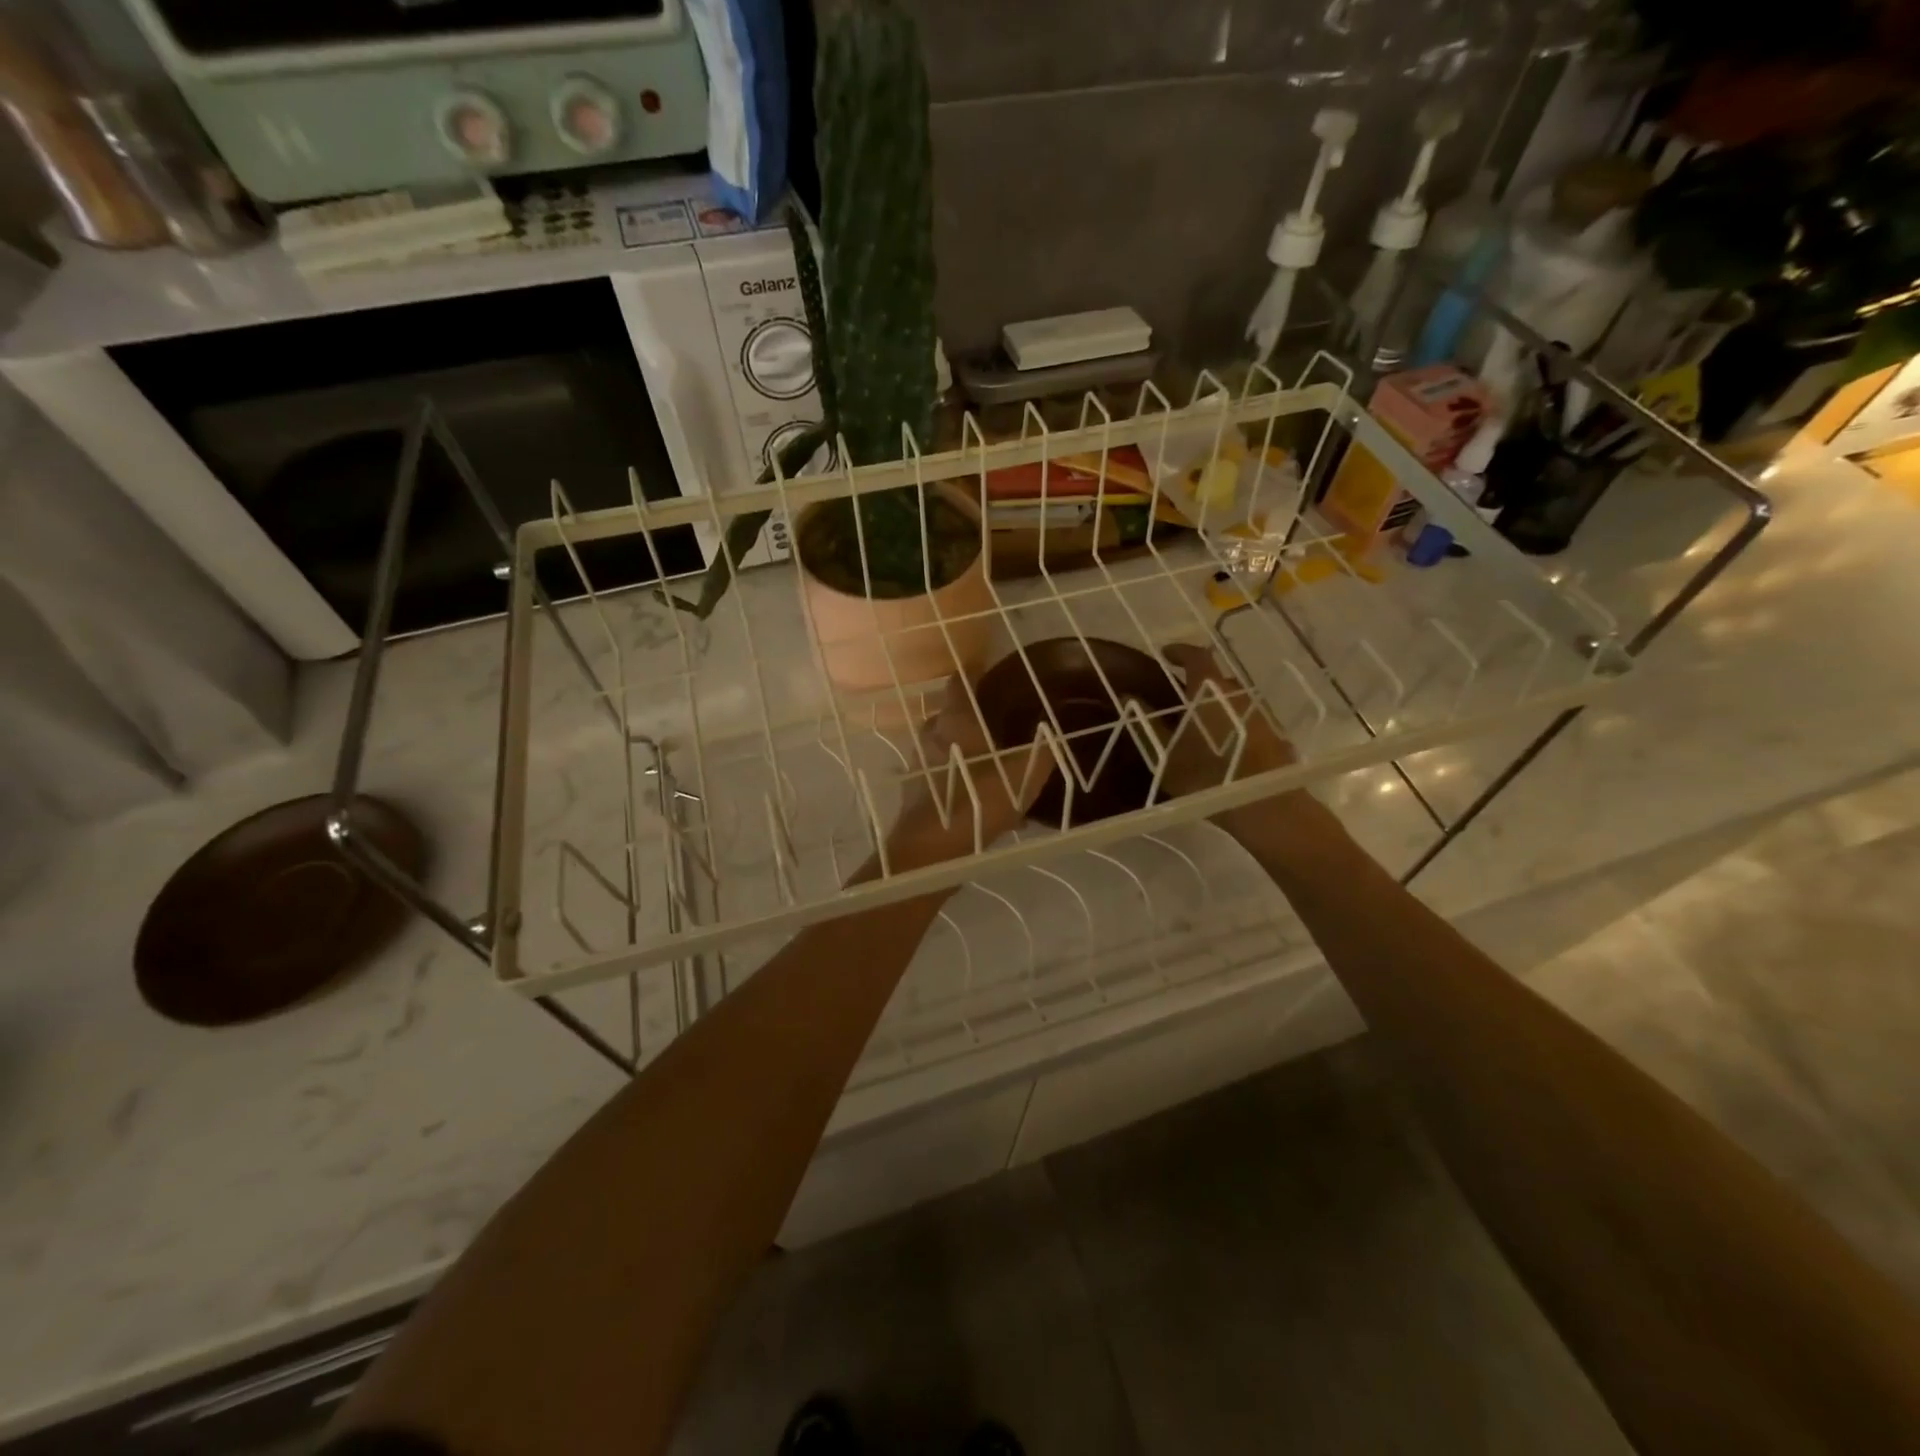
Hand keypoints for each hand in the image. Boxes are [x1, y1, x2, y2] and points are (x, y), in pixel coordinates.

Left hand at [888, 675, 1056, 867]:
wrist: (932, 848)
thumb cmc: (978, 800)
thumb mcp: (1023, 775)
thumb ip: (1041, 752)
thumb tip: (1054, 736)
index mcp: (956, 719)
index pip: (960, 681)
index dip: (975, 673)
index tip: (992, 674)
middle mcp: (932, 732)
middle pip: (950, 712)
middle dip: (970, 713)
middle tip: (997, 719)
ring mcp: (919, 760)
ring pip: (942, 742)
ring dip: (961, 745)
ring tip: (988, 757)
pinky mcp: (914, 786)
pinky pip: (939, 769)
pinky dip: (954, 772)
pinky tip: (975, 790)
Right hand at [1156, 642, 1296, 798]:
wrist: (1264, 807)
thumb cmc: (1207, 775)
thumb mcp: (1165, 754)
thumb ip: (1147, 723)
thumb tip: (1130, 697)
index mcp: (1210, 690)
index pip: (1196, 656)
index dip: (1180, 652)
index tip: (1166, 654)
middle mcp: (1238, 695)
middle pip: (1217, 678)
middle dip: (1198, 683)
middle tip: (1179, 698)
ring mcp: (1261, 715)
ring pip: (1234, 701)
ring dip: (1217, 706)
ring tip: (1200, 725)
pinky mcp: (1275, 737)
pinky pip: (1247, 721)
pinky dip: (1233, 725)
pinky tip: (1223, 747)